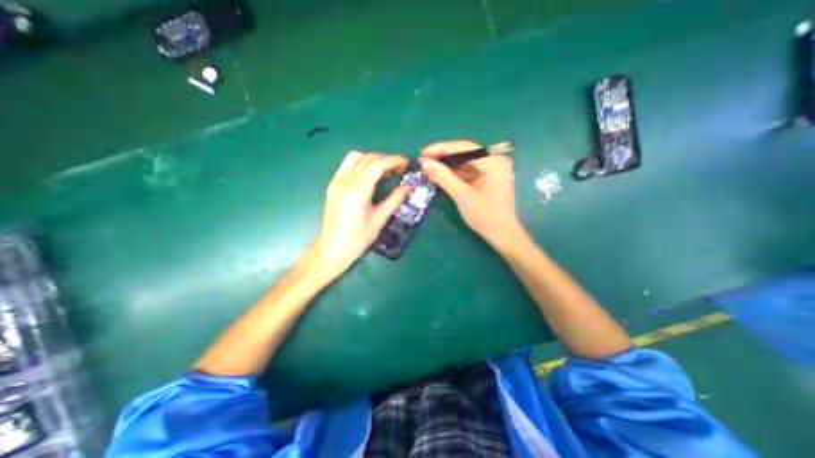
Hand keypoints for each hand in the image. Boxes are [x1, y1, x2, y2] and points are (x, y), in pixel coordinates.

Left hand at [312, 150, 414, 278]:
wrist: (333, 248)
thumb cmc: (358, 238)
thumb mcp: (380, 219)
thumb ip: (395, 199)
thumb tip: (410, 186)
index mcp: (357, 190)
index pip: (377, 164)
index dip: (394, 161)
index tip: (407, 164)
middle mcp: (344, 181)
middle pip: (368, 158)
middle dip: (386, 160)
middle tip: (400, 169)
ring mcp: (336, 181)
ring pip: (356, 158)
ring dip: (373, 160)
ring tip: (386, 171)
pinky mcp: (333, 185)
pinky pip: (348, 165)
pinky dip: (362, 164)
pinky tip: (370, 175)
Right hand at [420, 140, 520, 244]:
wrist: (501, 234)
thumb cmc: (484, 216)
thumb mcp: (461, 195)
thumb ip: (443, 177)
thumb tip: (424, 162)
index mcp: (493, 162)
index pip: (464, 148)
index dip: (441, 149)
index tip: (423, 152)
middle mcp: (495, 160)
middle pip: (465, 152)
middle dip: (443, 156)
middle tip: (424, 159)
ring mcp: (493, 168)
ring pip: (465, 160)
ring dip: (447, 164)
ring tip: (429, 166)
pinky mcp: (489, 176)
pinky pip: (469, 169)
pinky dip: (455, 171)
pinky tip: (441, 173)